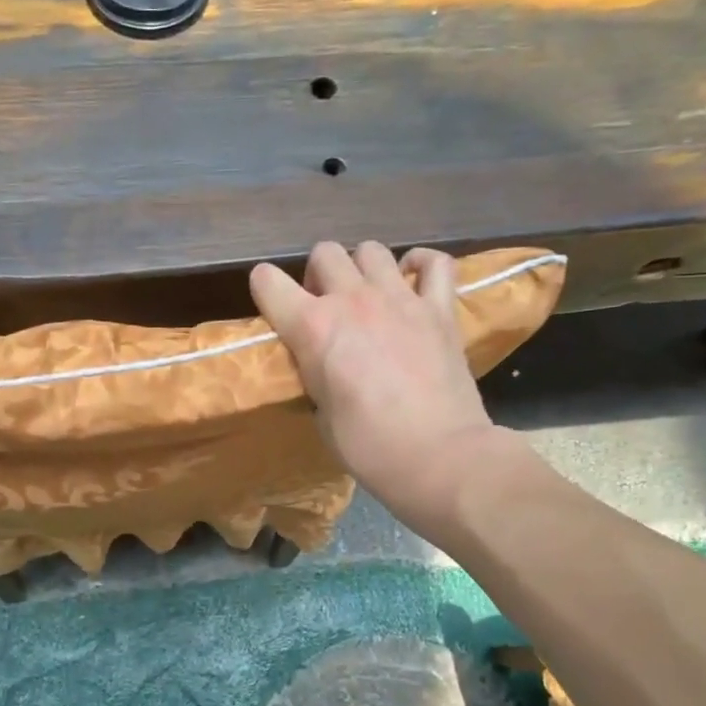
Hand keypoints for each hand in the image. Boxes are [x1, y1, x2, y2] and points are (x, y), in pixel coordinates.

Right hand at [250, 241, 515, 534]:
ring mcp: (400, 298)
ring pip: (372, 250)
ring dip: (363, 269)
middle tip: (327, 307)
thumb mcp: (320, 413)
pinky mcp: (440, 309)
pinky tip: (414, 280)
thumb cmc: (368, 446)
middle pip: (324, 253)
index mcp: (312, 327)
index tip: (276, 311)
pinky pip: (435, 263)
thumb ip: (315, 374)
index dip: (266, 291)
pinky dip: (422, 265)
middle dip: (318, 275)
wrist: (438, 456)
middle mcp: (352, 300)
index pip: (267, 281)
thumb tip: (322, 365)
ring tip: (369, 297)